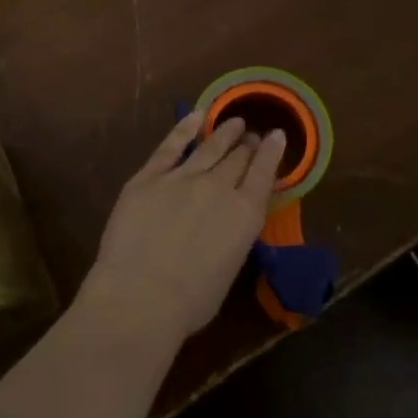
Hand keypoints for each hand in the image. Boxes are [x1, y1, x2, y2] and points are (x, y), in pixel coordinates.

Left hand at [83, 110, 284, 343]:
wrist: (141, 294)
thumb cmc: (190, 302)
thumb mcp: (229, 269)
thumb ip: (232, 238)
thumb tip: (226, 226)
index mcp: (245, 215)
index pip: (263, 174)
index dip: (271, 152)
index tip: (277, 136)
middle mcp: (219, 188)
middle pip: (237, 158)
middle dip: (247, 144)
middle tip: (250, 135)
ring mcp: (182, 178)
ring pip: (209, 147)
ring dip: (223, 132)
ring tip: (232, 121)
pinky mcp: (148, 177)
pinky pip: (170, 146)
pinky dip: (184, 128)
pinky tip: (195, 116)